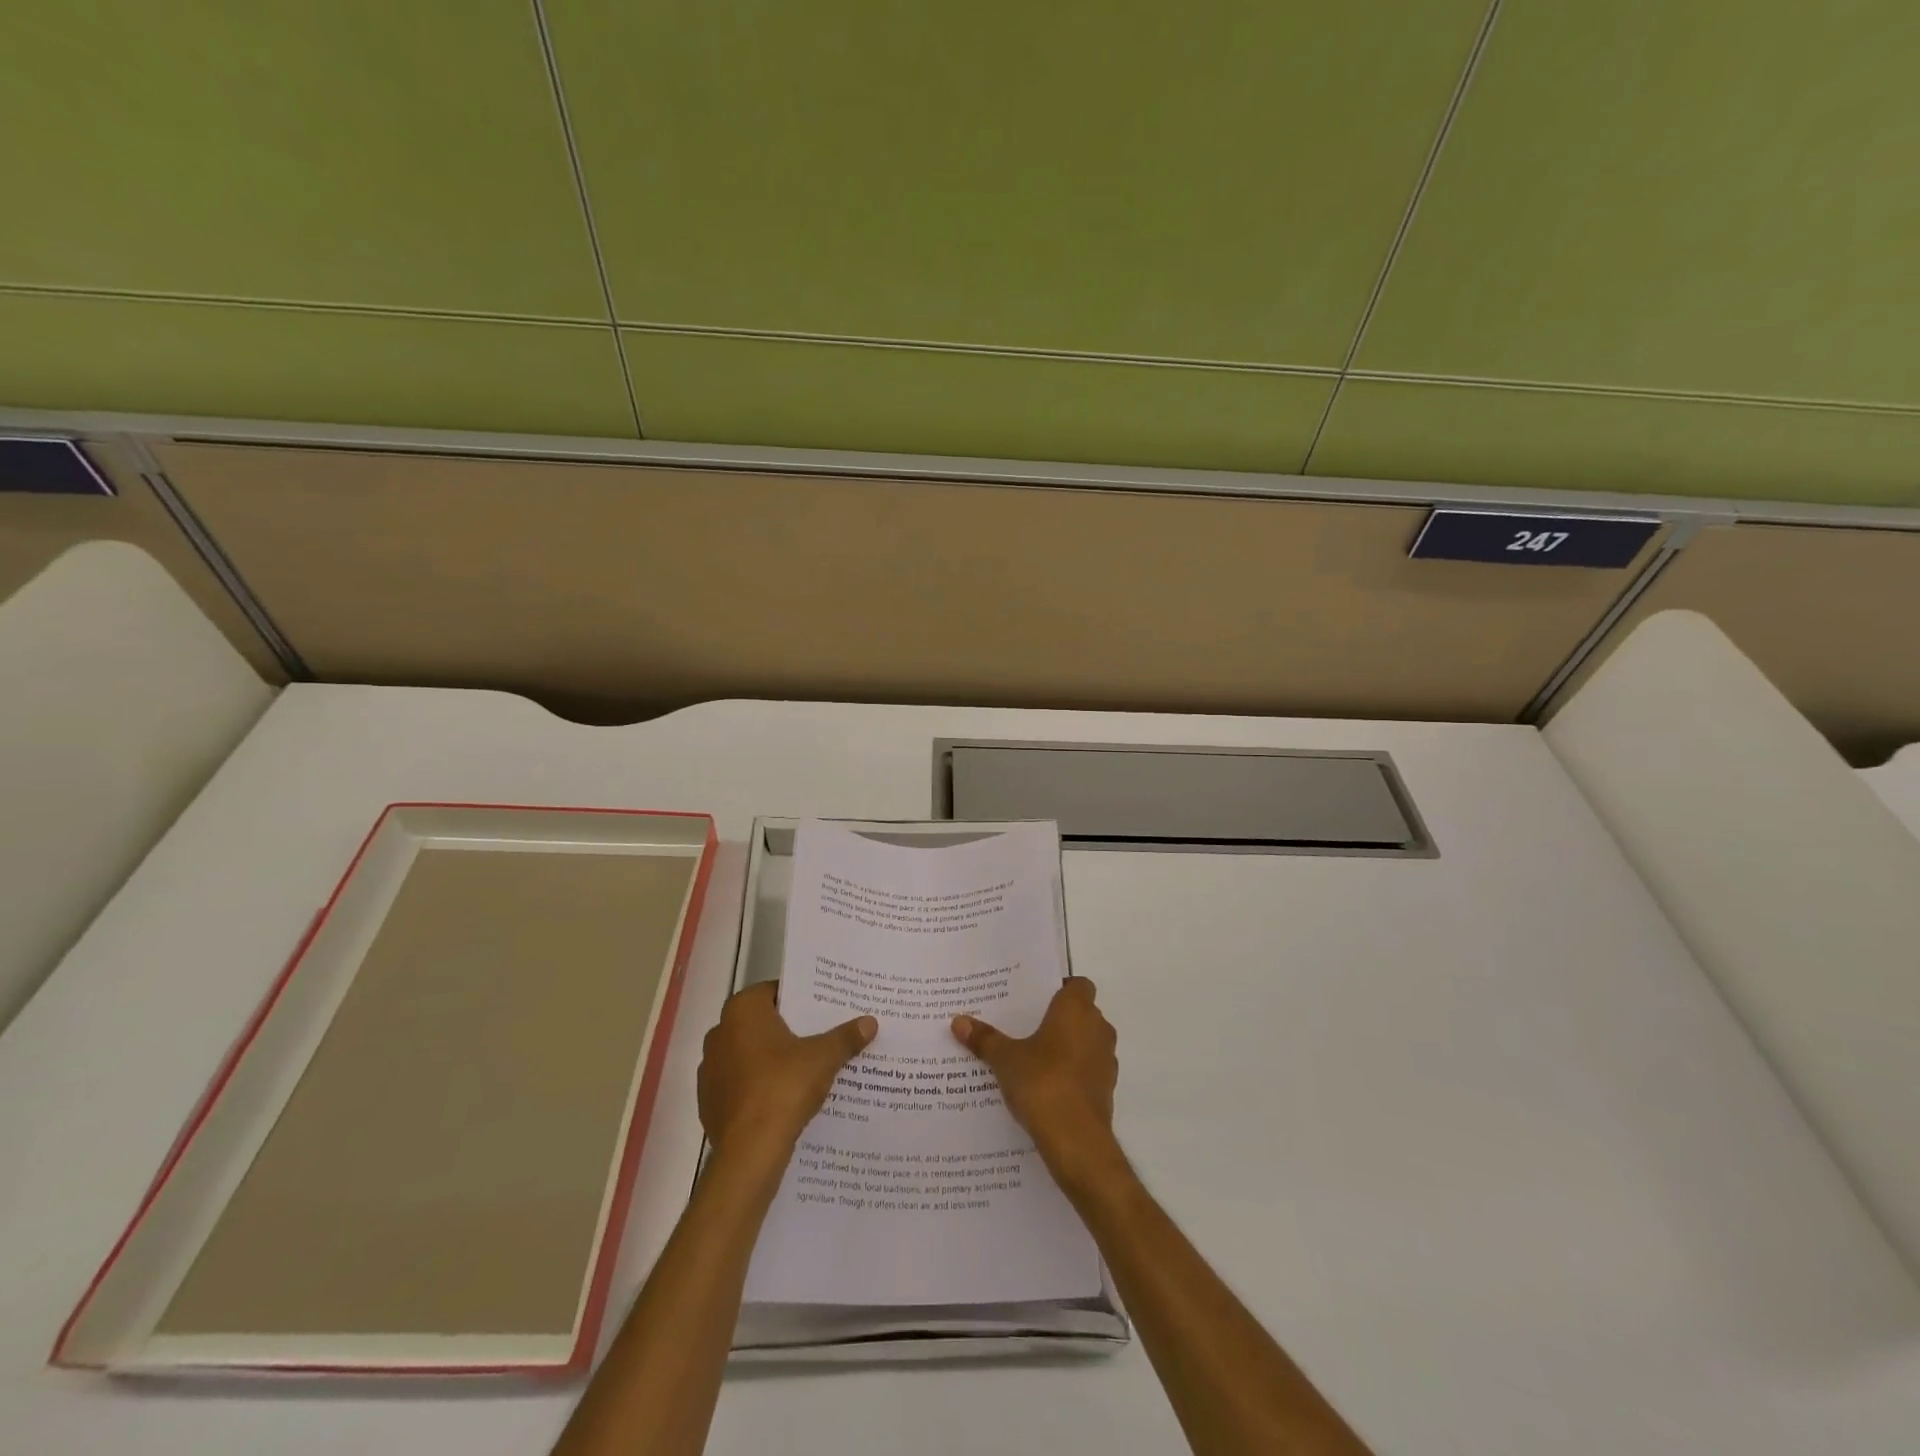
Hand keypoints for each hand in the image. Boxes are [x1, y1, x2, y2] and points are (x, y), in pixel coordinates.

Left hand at [699, 983, 875, 1161]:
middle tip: (818, 1035)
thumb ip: (845, 1037)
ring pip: (748, 1054)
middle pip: (760, 1022)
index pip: (774, 991)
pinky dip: (757, 1086)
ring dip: (770, 1059)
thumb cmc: (784, 1087)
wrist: (750, 1151)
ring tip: (803, 1068)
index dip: (800, 998)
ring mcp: (709, 1069)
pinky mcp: (708, 1102)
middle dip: (787, 1029)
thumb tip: (870, 1022)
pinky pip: (739, 1084)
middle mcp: (719, 1032)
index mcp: (742, 1010)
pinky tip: (782, 1098)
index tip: (822, 1008)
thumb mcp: (824, 1057)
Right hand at [952, 978, 1120, 1186]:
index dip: (1062, 989)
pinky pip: (1088, 1070)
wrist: (1076, 1140)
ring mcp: (1106, 1060)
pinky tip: (1047, 1086)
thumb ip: (984, 1039)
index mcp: (1076, 1010)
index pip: (1078, 985)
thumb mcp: (1005, 1059)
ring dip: (1068, 1046)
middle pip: (1082, 1013)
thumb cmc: (1042, 1082)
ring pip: (1087, 1042)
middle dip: (1060, 1018)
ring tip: (1034, 1057)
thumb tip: (958, 1021)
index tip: (1037, 1000)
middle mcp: (1097, 1028)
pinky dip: (1073, 1073)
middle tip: (1027, 1026)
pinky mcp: (1106, 1089)